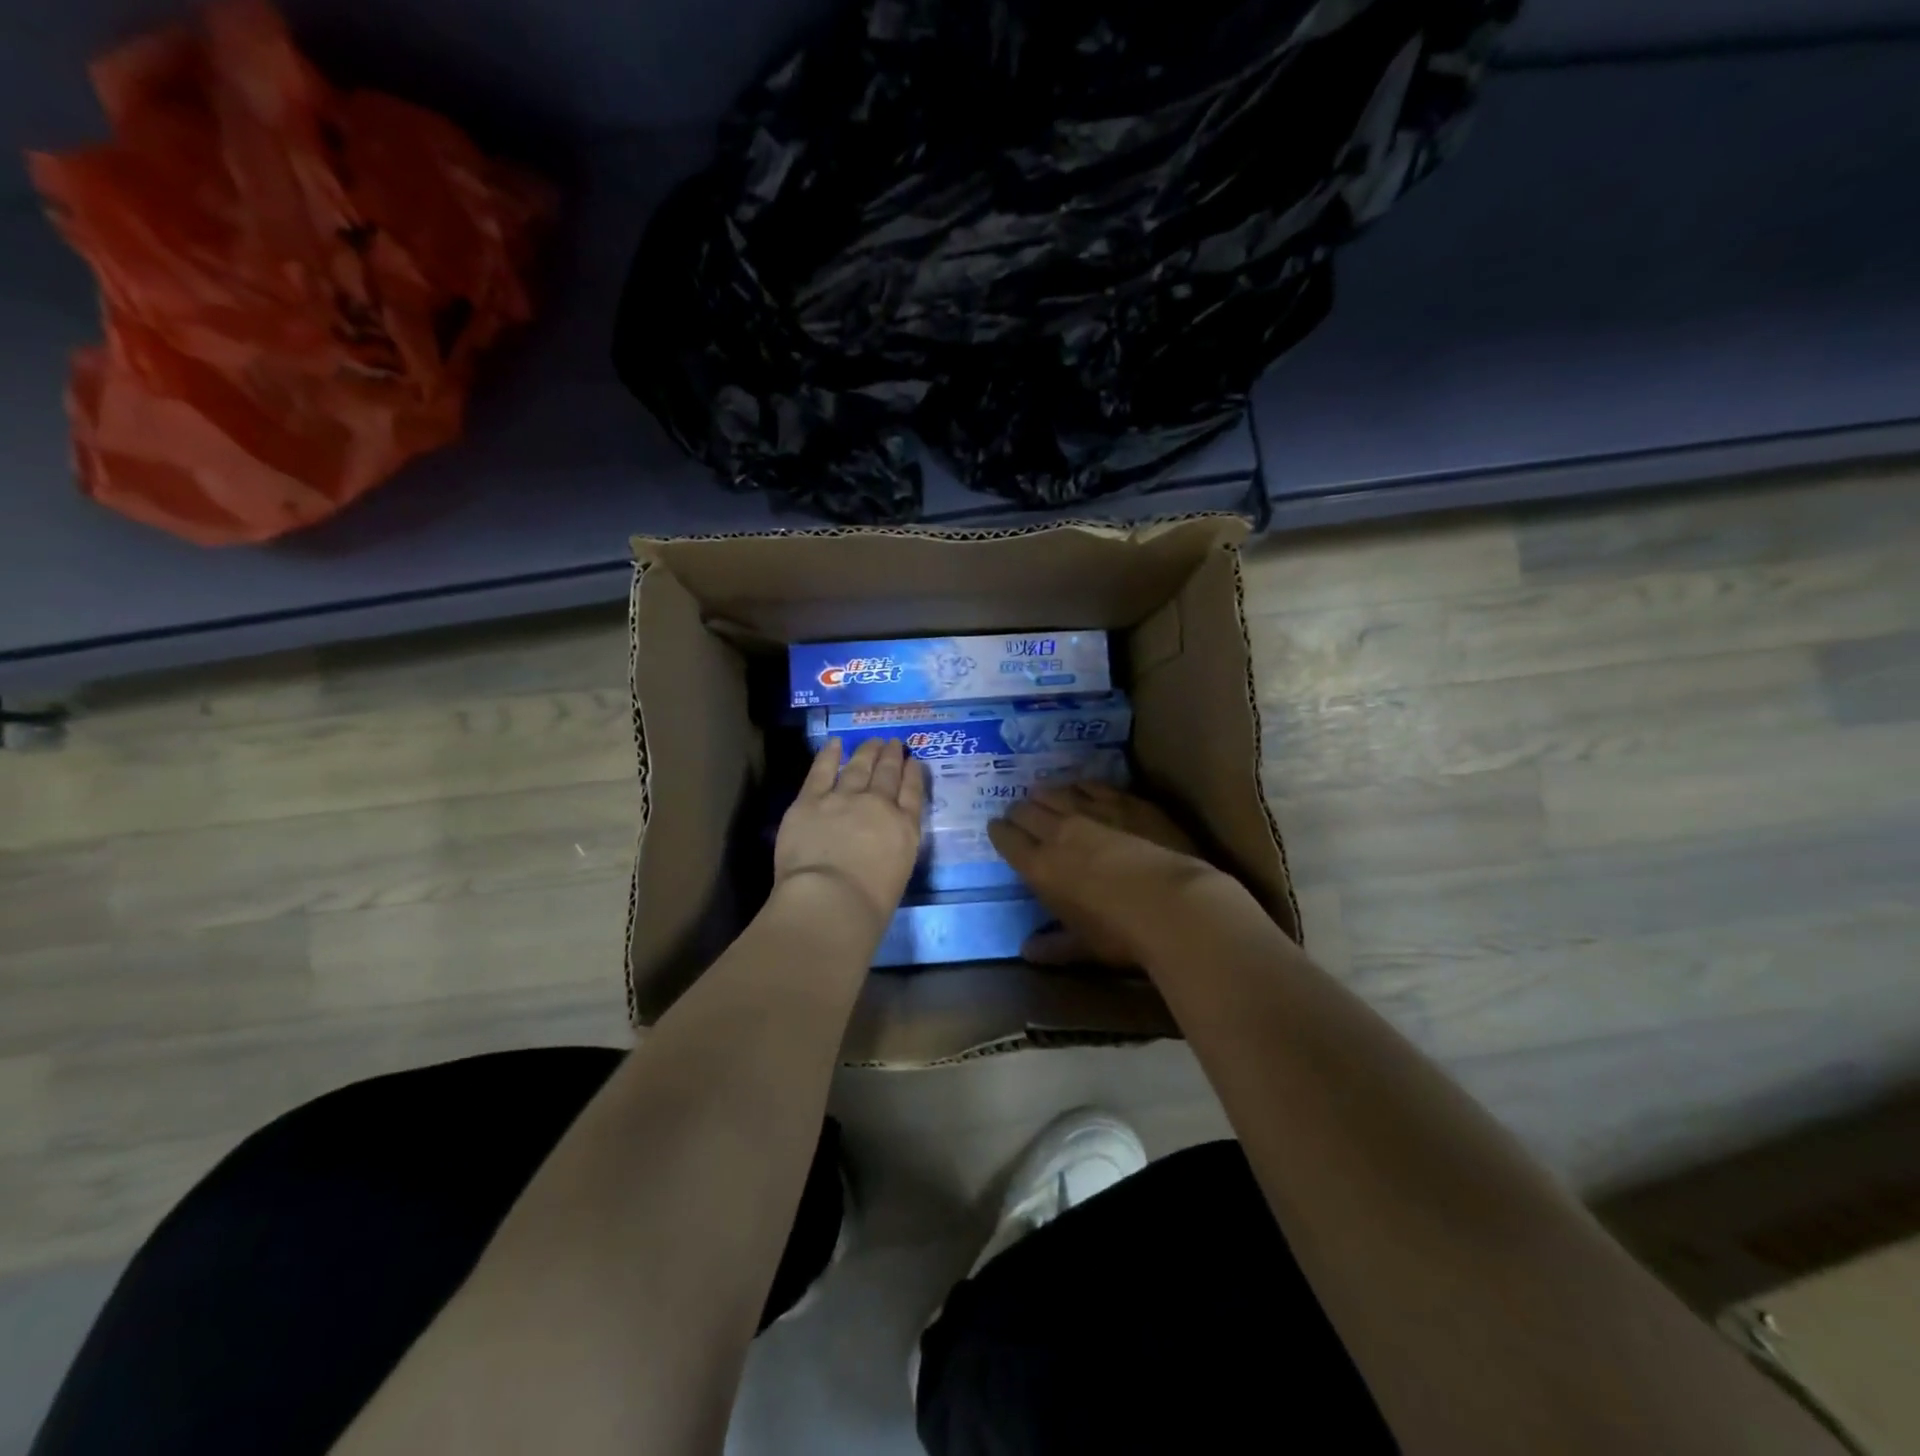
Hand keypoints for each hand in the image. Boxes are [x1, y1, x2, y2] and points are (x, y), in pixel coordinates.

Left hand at [774, 738, 924, 941]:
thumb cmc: (869, 905)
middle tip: (894, 743)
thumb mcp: (899, 873)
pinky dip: (829, 755)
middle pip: (887, 774)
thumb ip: (893, 850)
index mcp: (904, 828)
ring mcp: (843, 798)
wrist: (831, 900)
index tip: (914, 762)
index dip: (913, 774)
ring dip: (867, 751)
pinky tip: (834, 743)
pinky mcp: (810, 801)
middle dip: (892, 757)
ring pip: (858, 767)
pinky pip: (822, 771)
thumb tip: (882, 844)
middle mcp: (878, 805)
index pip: (913, 793)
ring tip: (873, 741)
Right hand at [986, 781, 1224, 967]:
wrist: (1172, 903)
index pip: (1008, 840)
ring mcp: (1091, 811)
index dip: (999, 832)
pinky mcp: (1123, 800)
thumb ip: (1053, 946)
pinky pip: (1091, 785)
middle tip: (1019, 815)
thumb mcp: (1084, 947)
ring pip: (1056, 792)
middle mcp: (1057, 832)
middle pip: (1027, 810)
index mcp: (1040, 867)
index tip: (997, 829)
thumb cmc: (1122, 934)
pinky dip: (1080, 785)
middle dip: (1018, 811)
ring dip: (1045, 794)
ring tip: (1042, 795)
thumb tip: (1027, 952)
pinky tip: (1080, 786)